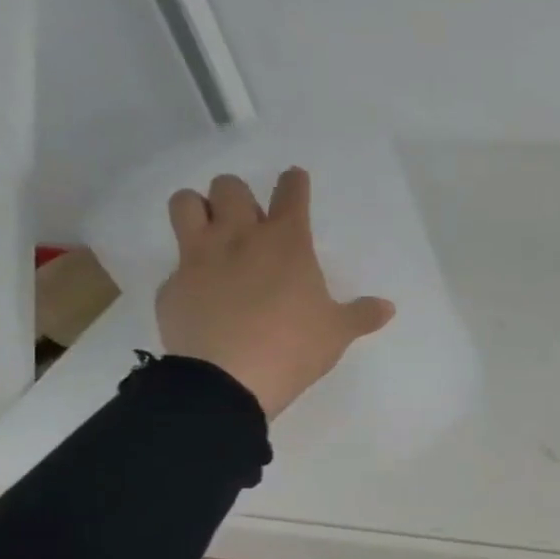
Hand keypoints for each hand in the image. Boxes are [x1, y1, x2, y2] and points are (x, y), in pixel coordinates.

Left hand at [156, 167, 394, 419]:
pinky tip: (203, 292)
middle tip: (249, 218)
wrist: (227, 380)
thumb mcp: (337, 332)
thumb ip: (362, 314)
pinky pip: (176, 261)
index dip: (294, 183)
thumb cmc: (294, 347)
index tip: (295, 178)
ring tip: (212, 229)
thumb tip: (388, 307)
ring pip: (186, 203)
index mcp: (286, 244)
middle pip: (229, 187)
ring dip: (198, 208)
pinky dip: (190, 268)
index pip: (291, 195)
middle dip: (239, 195)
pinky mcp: (171, 285)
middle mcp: (239, 238)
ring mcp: (199, 258)